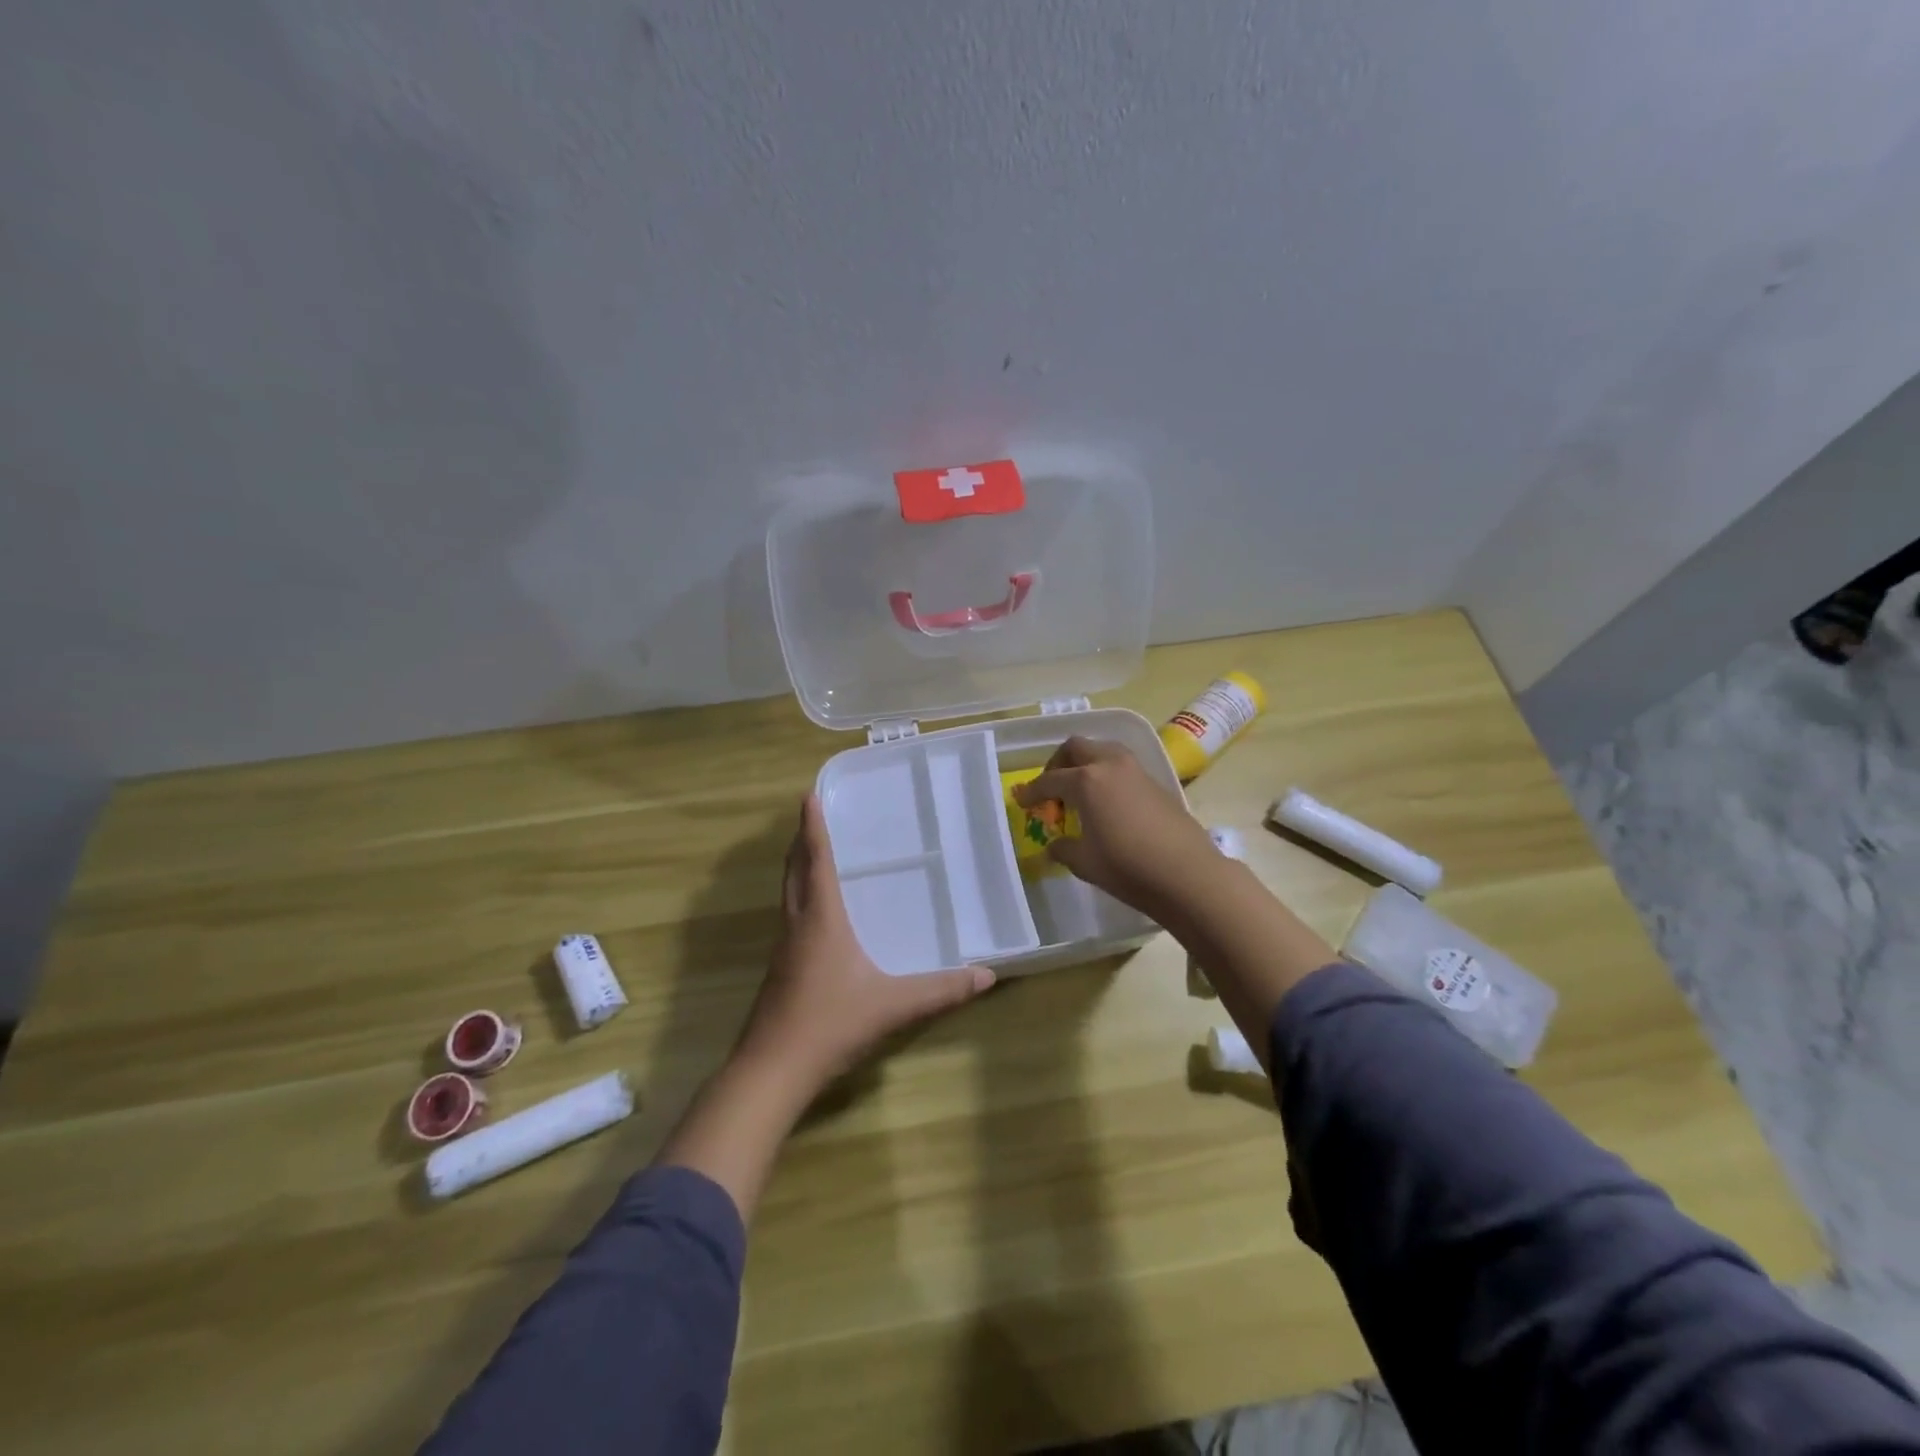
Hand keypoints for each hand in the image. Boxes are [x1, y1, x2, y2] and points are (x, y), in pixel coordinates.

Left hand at [733, 795, 995, 1097]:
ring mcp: (784, 948)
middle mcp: (797, 925)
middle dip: (802, 841)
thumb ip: (941, 990)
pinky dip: (800, 896)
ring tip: (814, 853)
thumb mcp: (893, 1006)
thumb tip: (987, 975)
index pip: (817, 861)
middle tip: (812, 815)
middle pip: (795, 871)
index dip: (812, 827)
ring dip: (798, 868)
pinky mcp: (780, 969)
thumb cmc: (830, 1024)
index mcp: (821, 919)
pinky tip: (816, 913)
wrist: (772, 1070)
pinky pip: (790, 916)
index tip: (808, 795)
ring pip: (788, 894)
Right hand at [1014, 737, 1220, 913]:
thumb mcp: (1085, 862)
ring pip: (1102, 751)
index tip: (1021, 800)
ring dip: (1085, 763)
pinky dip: (1106, 774)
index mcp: (1086, 781)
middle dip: (1058, 764)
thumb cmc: (1127, 867)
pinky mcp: (1156, 782)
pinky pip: (1121, 766)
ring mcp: (1136, 770)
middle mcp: (1109, 765)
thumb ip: (1064, 848)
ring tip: (1079, 791)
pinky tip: (1107, 802)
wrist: (1187, 874)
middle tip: (1052, 788)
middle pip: (1076, 748)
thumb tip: (1055, 845)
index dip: (1032, 792)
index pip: (1050, 780)